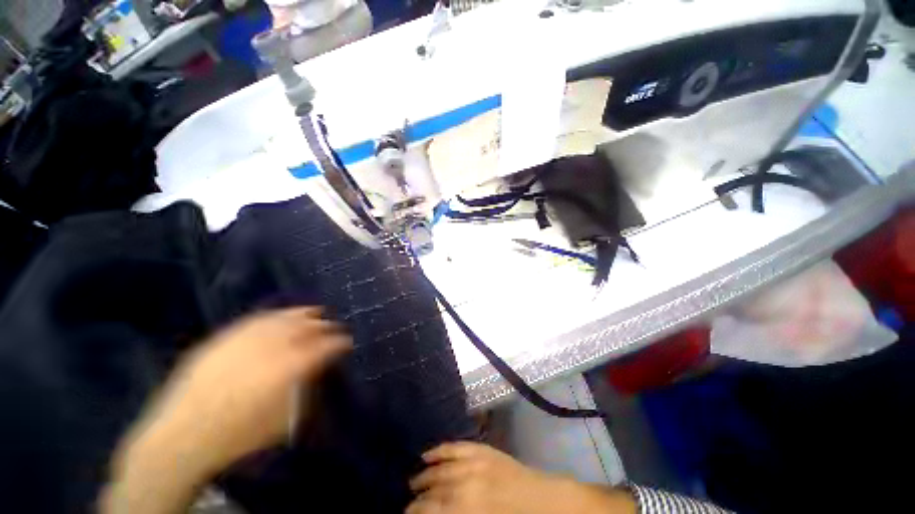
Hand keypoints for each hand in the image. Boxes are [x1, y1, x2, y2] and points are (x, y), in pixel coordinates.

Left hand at [103, 307, 350, 513]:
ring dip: (303, 314)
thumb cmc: (240, 436)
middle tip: (335, 326)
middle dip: (325, 326)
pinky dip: (275, 314)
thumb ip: (305, 390)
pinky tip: (282, 313)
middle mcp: (272, 347)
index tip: (348, 343)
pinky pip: (256, 319)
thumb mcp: (285, 421)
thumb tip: (319, 370)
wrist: (182, 437)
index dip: (339, 343)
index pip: (325, 347)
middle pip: (307, 328)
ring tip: (316, 311)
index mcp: (290, 368)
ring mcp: (246, 340)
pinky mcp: (224, 338)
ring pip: (283, 318)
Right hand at [407, 442, 635, 513]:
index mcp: (467, 508)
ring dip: (424, 474)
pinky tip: (428, 454)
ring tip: (412, 480)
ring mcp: (474, 461)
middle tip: (406, 502)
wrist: (547, 504)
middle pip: (432, 488)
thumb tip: (437, 513)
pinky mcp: (483, 449)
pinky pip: (456, 446)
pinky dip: (440, 449)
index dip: (415, 513)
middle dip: (417, 497)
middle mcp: (466, 482)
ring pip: (440, 466)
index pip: (430, 509)